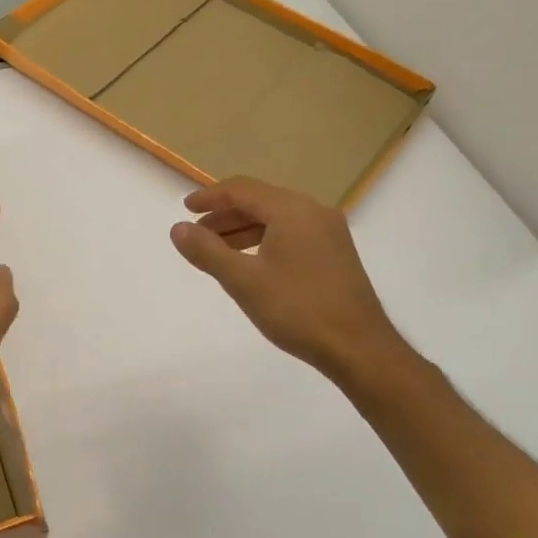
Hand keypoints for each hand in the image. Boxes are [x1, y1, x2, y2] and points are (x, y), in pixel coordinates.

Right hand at [170, 176, 409, 386]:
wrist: (359, 348)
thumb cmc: (298, 310)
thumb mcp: (243, 281)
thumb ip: (207, 251)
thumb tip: (178, 229)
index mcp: (292, 210)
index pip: (242, 190)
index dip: (210, 197)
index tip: (185, 209)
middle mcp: (313, 211)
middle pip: (260, 200)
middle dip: (224, 215)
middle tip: (196, 234)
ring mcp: (329, 231)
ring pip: (276, 217)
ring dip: (243, 228)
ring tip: (216, 250)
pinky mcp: (335, 252)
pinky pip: (291, 232)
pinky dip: (264, 239)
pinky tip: (251, 262)